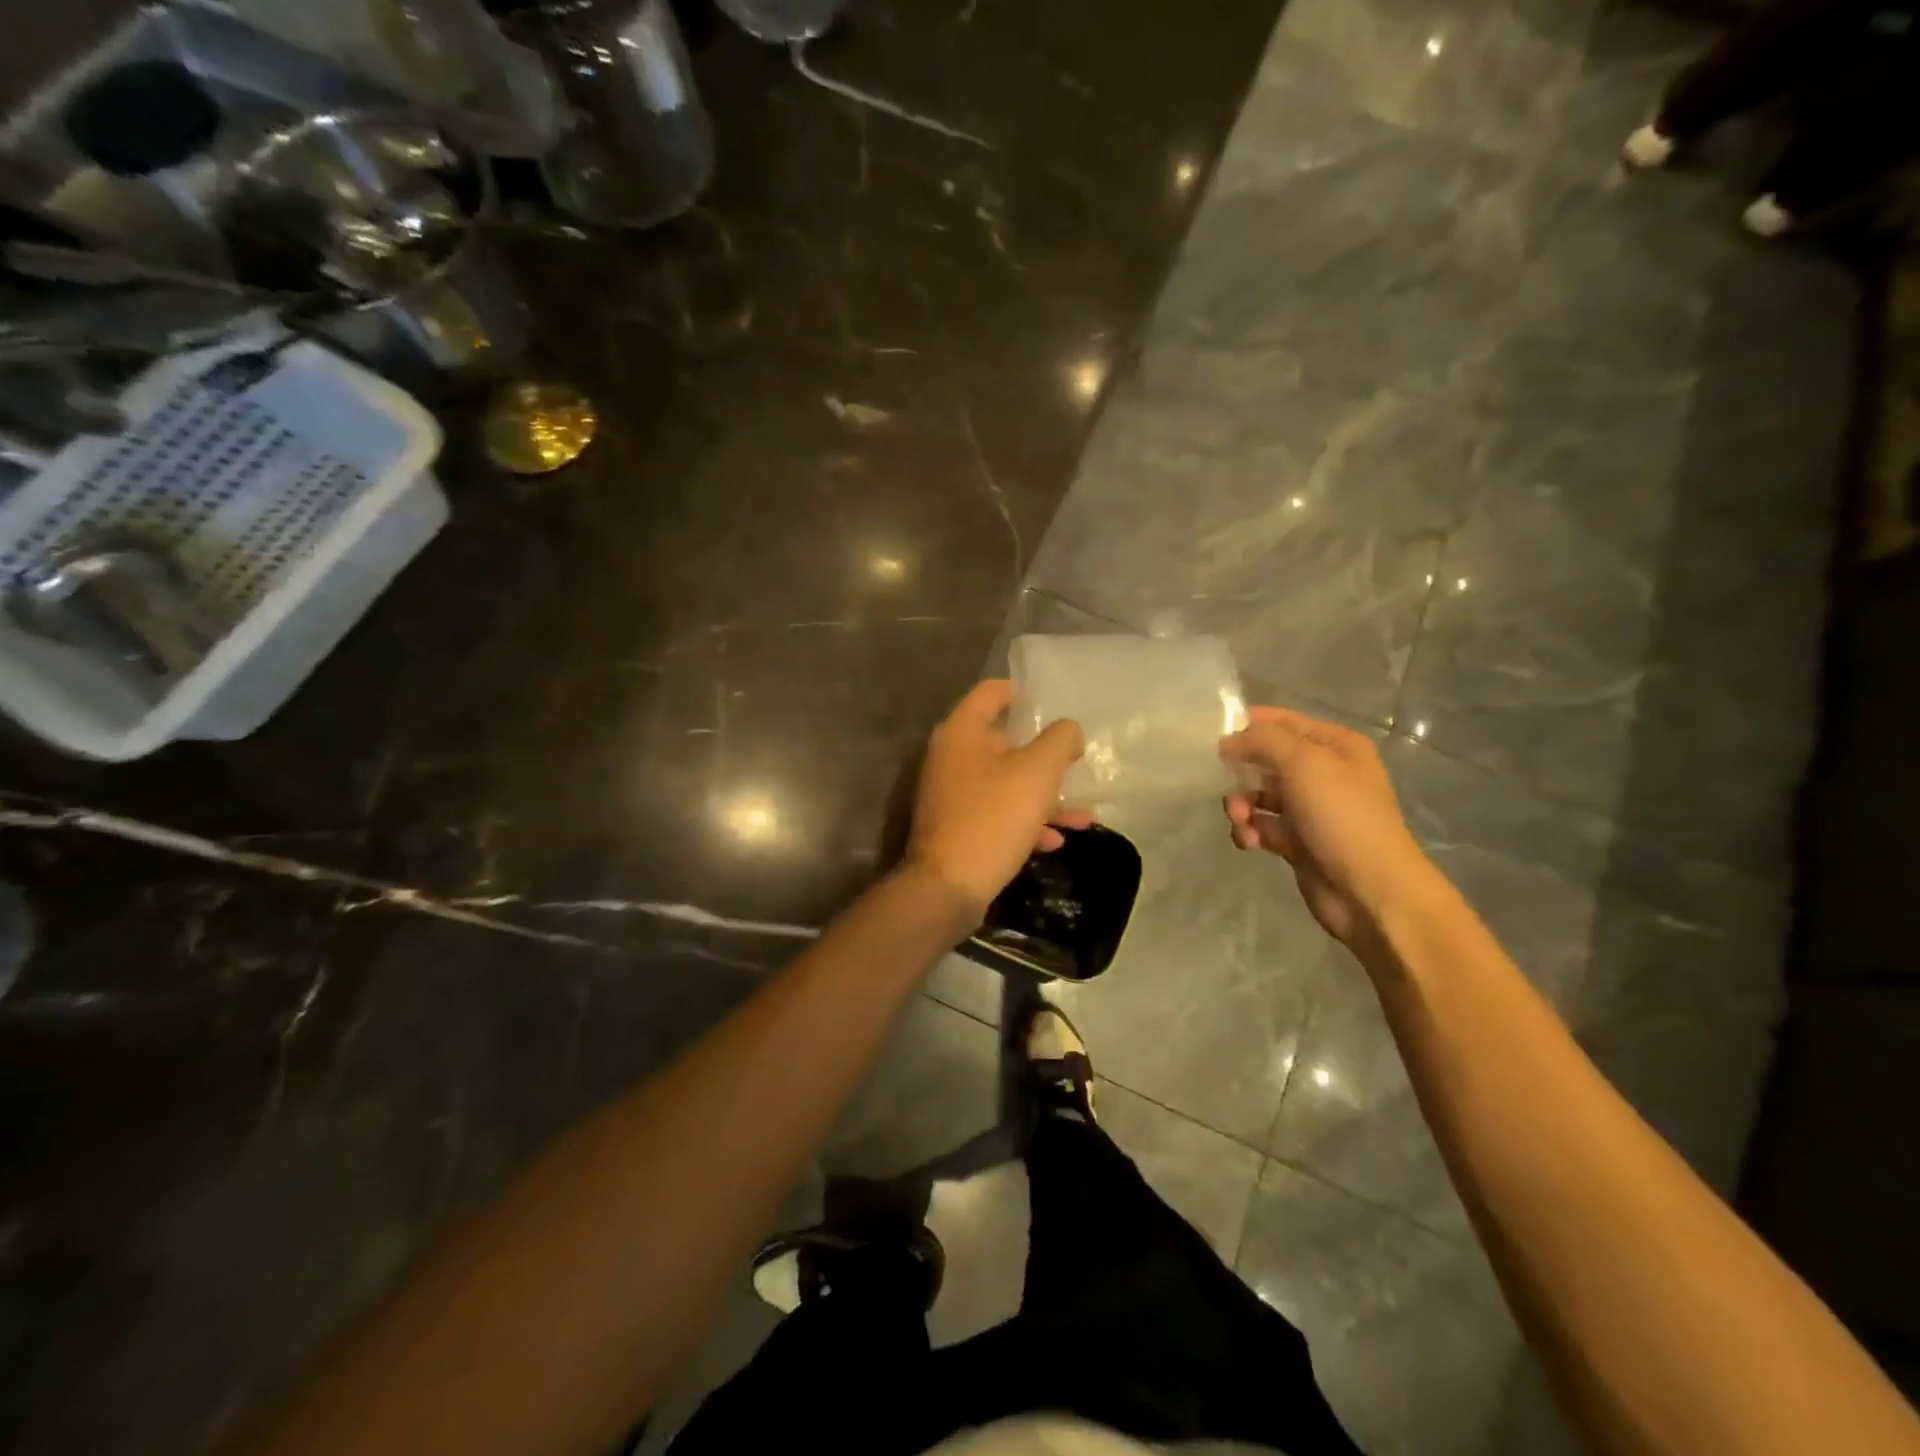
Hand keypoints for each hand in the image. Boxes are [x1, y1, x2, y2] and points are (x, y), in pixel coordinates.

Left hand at [906, 680, 1093, 919]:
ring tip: (1081, 816)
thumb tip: (1068, 731)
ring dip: (1043, 797)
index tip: (1049, 702)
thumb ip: (1059, 741)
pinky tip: (1054, 842)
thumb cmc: (993, 818)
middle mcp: (950, 758)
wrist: (949, 886)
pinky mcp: (956, 827)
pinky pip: (996, 813)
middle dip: (1043, 757)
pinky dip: (1024, 822)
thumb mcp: (1037, 773)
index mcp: (961, 732)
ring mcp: (950, 794)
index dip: (1020, 692)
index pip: (990, 693)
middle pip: (1002, 742)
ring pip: (1004, 783)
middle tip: (1073, 765)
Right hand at [1219, 707, 1437, 944]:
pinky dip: (1249, 831)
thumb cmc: (1342, 816)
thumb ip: (1262, 740)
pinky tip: (1251, 842)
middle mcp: (1323, 773)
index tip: (1213, 737)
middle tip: (1225, 786)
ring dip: (1241, 806)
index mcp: (1335, 746)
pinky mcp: (1297, 842)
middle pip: (1265, 760)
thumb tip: (1227, 742)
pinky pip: (1261, 826)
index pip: (1282, 721)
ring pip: (1258, 795)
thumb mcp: (1304, 762)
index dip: (1248, 724)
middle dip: (1240, 773)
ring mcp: (1310, 809)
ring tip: (1242, 821)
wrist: (1370, 890)